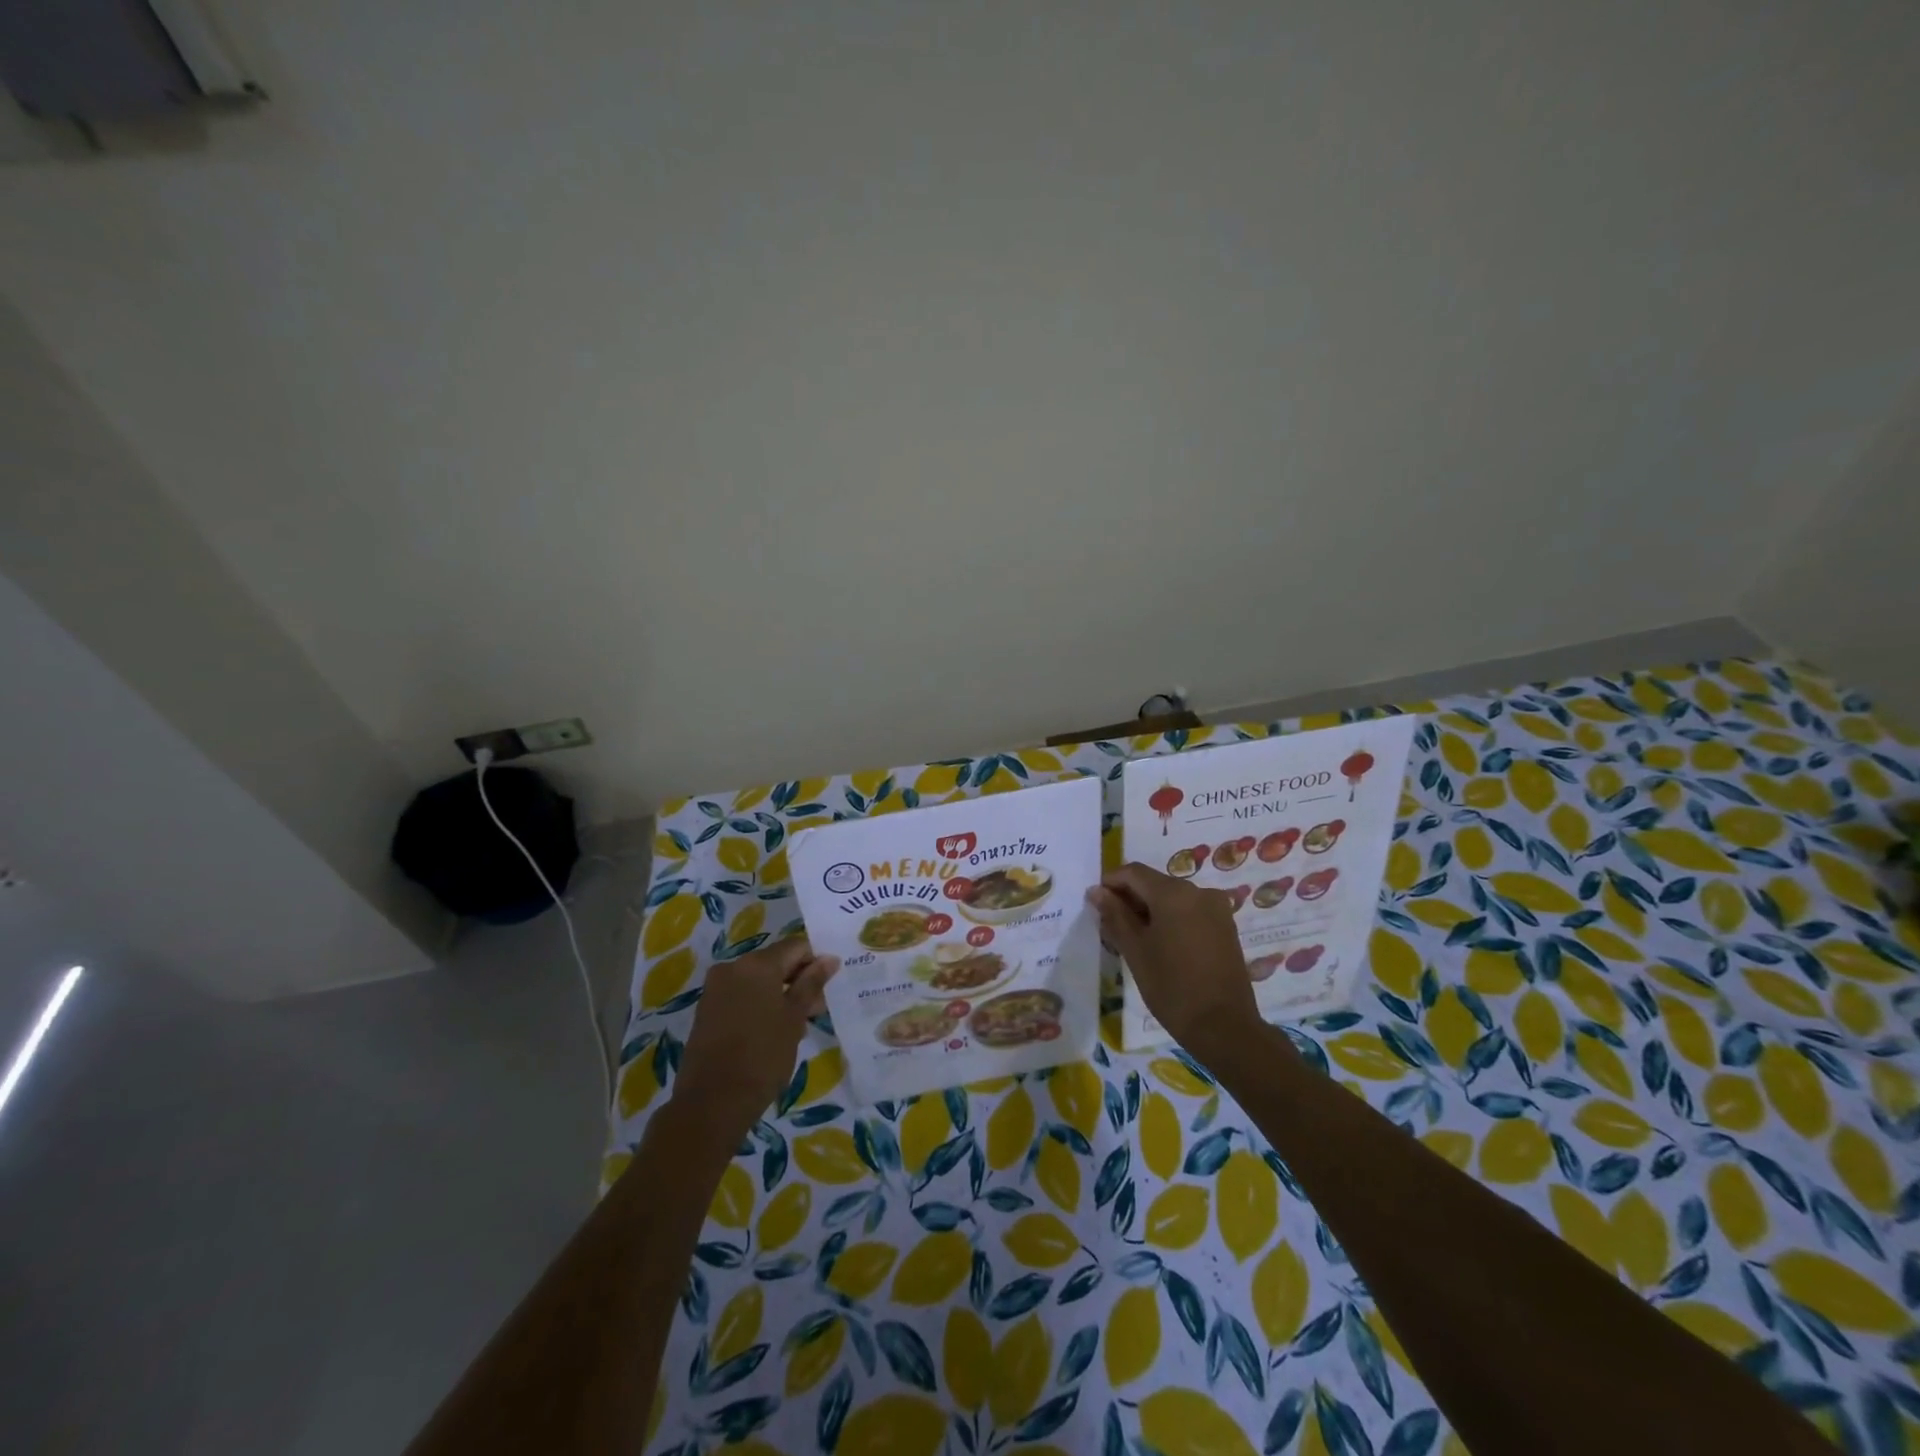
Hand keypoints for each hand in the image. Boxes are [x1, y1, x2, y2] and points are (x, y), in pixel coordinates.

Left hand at [671, 937, 837, 1140]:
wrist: (711, 1102)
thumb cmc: (763, 1056)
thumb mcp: (794, 1018)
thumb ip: (812, 984)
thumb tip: (830, 958)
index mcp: (757, 963)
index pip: (796, 947)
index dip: (815, 964)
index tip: (826, 990)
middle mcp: (733, 967)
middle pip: (775, 962)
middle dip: (798, 981)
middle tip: (815, 1012)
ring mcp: (715, 988)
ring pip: (758, 980)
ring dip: (779, 995)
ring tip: (794, 1027)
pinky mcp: (706, 1010)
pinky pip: (741, 995)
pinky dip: (759, 1005)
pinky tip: (770, 1032)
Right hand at [1087, 863, 1257, 1056]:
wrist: (1224, 1027)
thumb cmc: (1171, 987)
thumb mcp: (1135, 950)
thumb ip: (1115, 915)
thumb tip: (1097, 891)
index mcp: (1174, 893)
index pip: (1133, 872)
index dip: (1110, 883)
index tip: (1095, 904)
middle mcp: (1198, 891)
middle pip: (1154, 883)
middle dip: (1130, 899)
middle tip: (1110, 925)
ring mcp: (1216, 908)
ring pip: (1172, 898)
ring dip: (1150, 910)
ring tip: (1133, 938)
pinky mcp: (1226, 926)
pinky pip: (1190, 911)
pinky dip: (1170, 919)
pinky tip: (1159, 944)